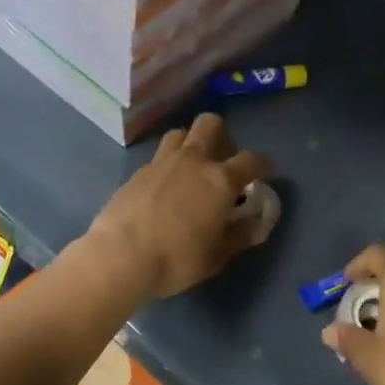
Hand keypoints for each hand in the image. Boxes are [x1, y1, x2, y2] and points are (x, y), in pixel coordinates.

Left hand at [84, 113, 272, 299]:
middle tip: (222, 161)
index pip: (251, 160)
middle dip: (222, 136)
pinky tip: (164, 188)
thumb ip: (239, 236)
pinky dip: (167, 166)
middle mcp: (192, 161)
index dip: (262, 165)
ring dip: (190, 143)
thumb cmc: (177, 260)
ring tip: (191, 168)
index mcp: (220, 180)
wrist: (120, 257)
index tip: (264, 174)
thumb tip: (257, 224)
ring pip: (180, 134)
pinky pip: (158, 158)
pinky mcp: (136, 173)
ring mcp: (161, 163)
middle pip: (210, 125)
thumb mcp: (216, 256)